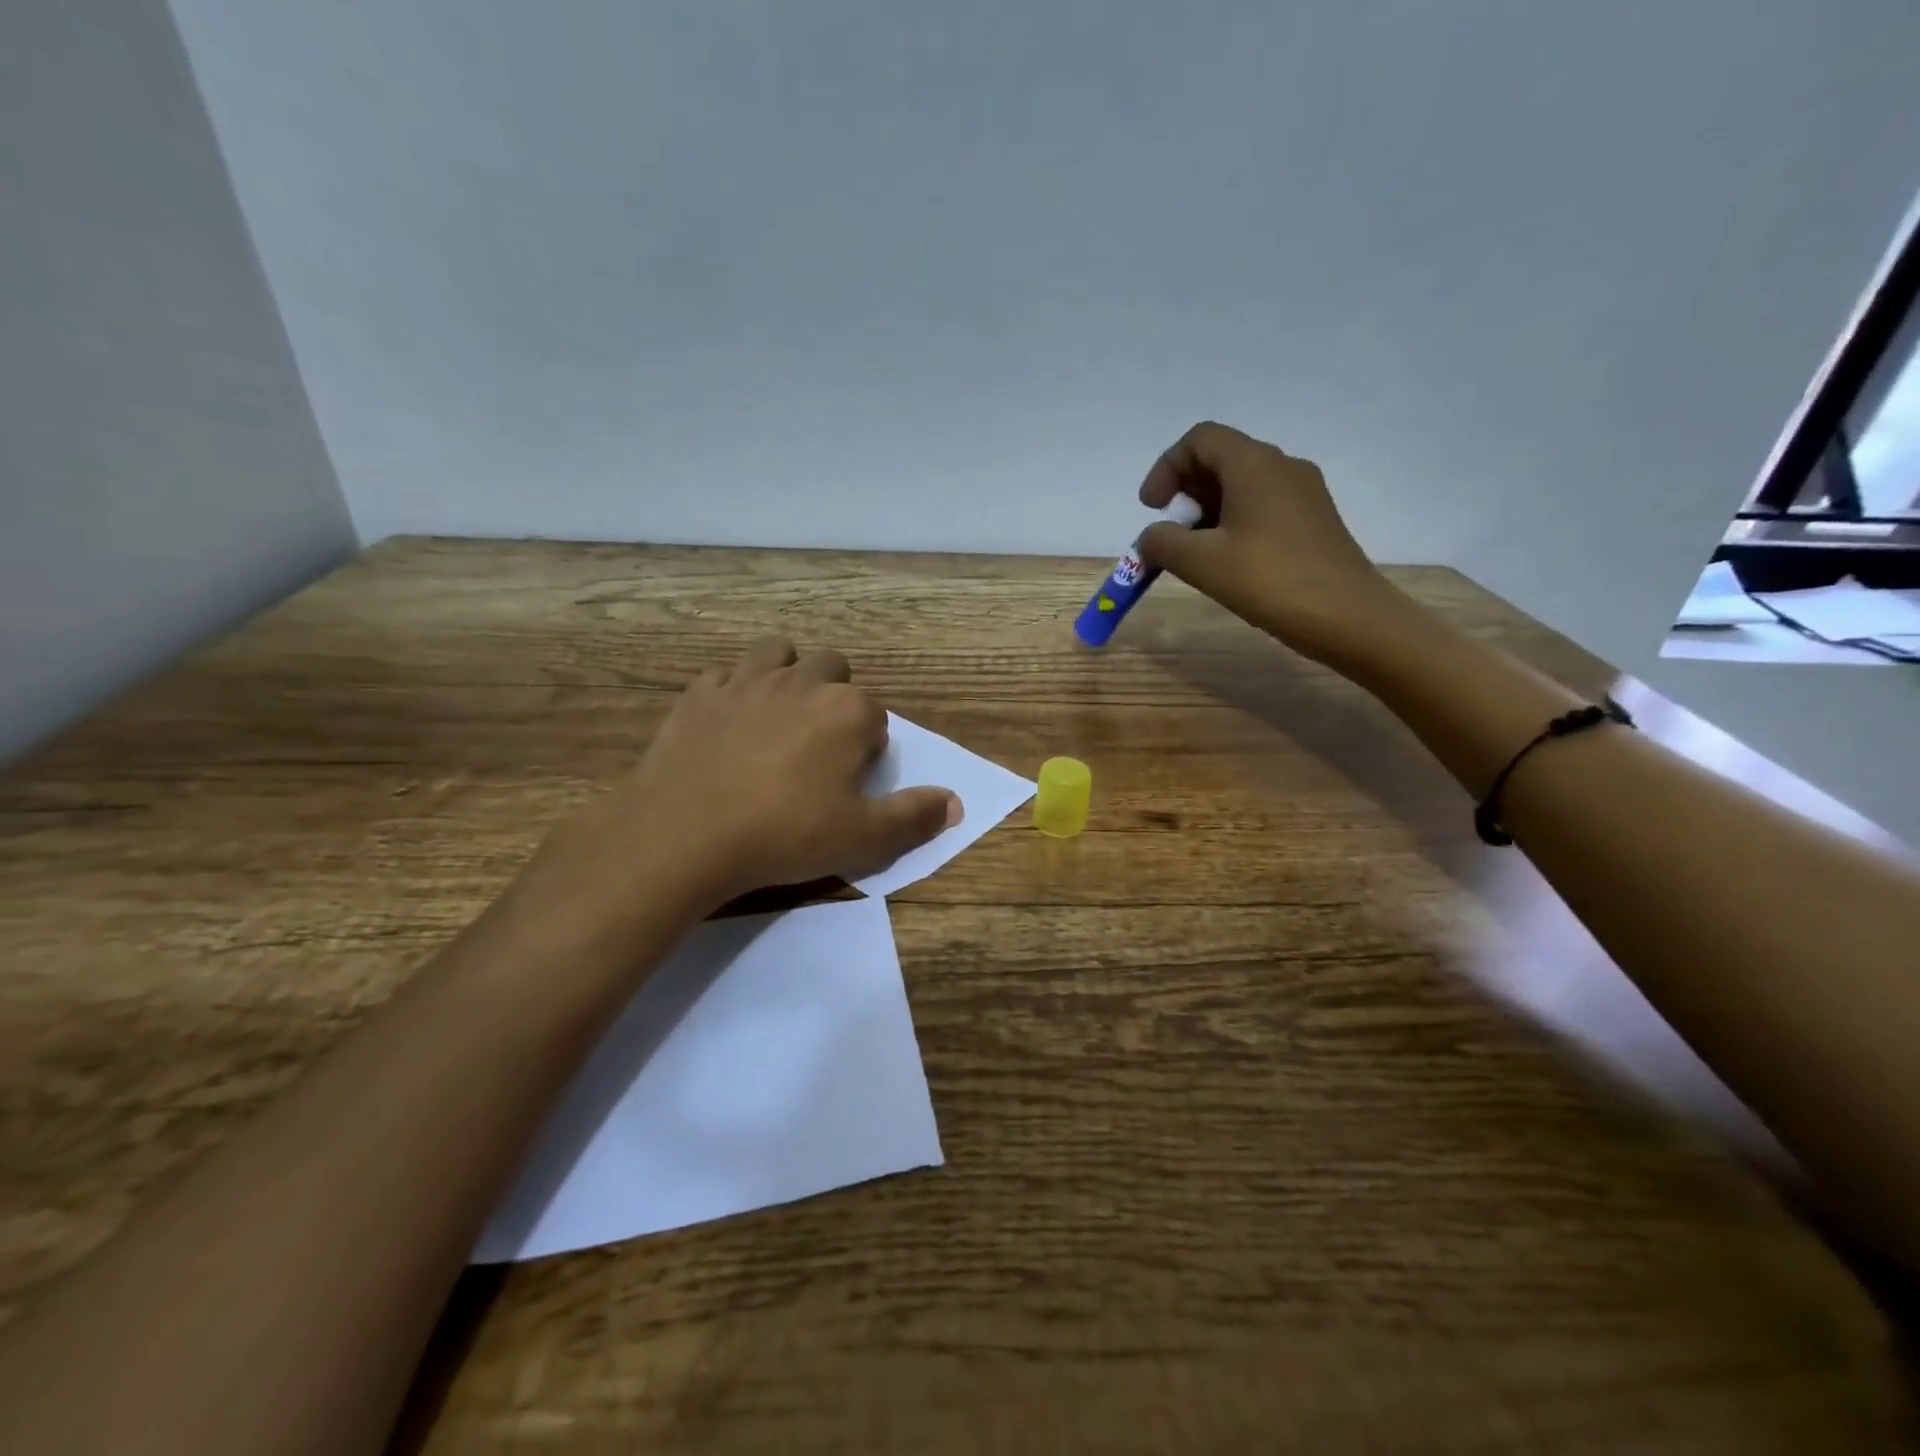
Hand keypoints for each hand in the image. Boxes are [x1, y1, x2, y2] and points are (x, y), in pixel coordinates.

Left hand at [532, 637, 959, 923]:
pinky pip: (724, 674)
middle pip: (833, 669)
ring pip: (779, 652)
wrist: (684, 834)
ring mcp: (746, 681)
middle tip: (818, 747)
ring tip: (779, 716)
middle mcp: (802, 682)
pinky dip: (733, 690)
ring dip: (787, 673)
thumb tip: (955, 803)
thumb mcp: (862, 838)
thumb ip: (913, 817)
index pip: (875, 716)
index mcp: (847, 711)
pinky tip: (727, 723)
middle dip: (834, 698)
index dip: (867, 748)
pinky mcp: (699, 693)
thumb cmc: (784, 834)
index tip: (849, 782)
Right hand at [1136, 421, 1405, 667]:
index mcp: (1254, 464)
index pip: (1200, 439)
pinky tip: (1227, 562)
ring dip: (1207, 511)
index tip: (1151, 509)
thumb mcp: (1201, 562)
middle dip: (1185, 491)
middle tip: (1169, 534)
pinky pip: (1262, 505)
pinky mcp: (1313, 520)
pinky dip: (1233, 523)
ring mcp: (1303, 493)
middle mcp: (1282, 466)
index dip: (1166, 468)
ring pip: (1241, 484)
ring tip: (1194, 554)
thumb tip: (1151, 537)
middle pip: (1221, 458)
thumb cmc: (1269, 581)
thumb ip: (1162, 543)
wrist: (1348, 617)